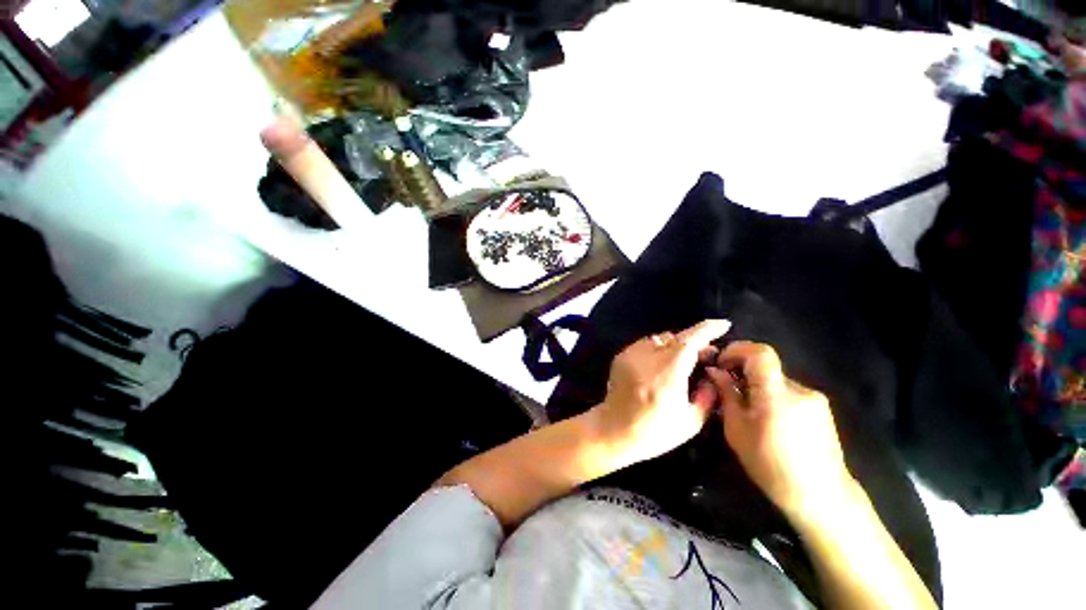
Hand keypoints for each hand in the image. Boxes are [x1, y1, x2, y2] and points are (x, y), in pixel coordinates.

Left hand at [591, 319, 730, 465]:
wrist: (613, 430)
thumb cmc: (653, 431)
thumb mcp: (690, 422)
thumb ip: (707, 396)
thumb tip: (713, 375)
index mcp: (668, 373)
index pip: (689, 341)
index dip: (707, 329)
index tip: (723, 325)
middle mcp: (648, 358)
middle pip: (675, 337)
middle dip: (694, 341)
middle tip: (706, 353)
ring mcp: (632, 355)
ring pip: (660, 339)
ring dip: (675, 345)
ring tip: (683, 360)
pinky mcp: (621, 356)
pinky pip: (645, 345)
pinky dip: (658, 349)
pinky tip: (661, 365)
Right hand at [705, 341, 854, 519]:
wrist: (821, 497)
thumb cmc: (771, 466)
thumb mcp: (737, 430)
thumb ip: (727, 395)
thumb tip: (715, 371)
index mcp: (776, 395)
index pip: (760, 353)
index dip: (737, 349)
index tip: (721, 363)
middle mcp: (799, 390)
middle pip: (766, 367)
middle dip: (742, 372)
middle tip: (727, 390)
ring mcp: (814, 399)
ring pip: (776, 381)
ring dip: (757, 386)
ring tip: (747, 411)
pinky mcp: (821, 409)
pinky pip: (789, 393)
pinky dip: (772, 397)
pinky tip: (768, 421)